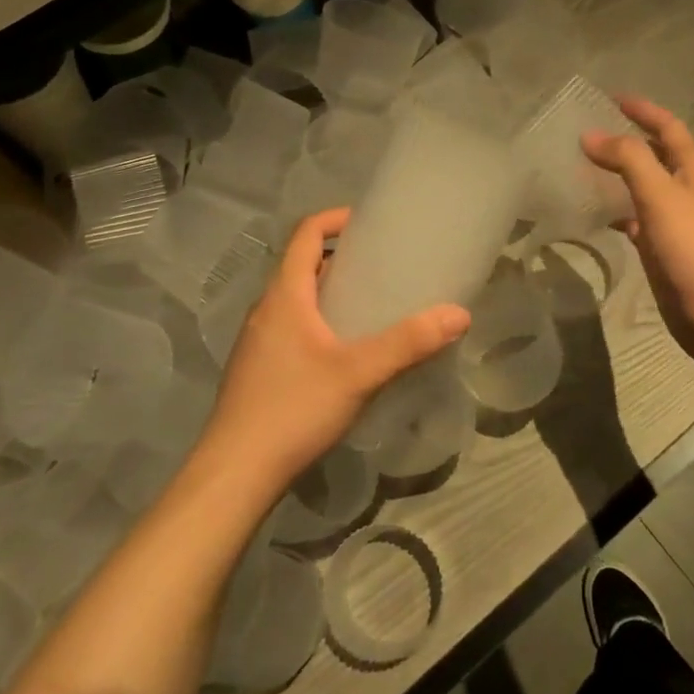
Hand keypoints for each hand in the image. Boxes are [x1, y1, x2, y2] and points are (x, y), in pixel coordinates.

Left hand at [200, 207, 469, 496]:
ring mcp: (257, 341)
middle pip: (302, 265)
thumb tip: (459, 313)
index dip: (335, 218)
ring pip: (296, 299)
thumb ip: (409, 343)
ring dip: (329, 291)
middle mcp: (265, 310)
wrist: (234, 474)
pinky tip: (343, 352)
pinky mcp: (257, 369)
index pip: (306, 234)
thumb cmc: (293, 409)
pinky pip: (290, 327)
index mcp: (284, 295)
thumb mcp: (359, 373)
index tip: (369, 222)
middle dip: (341, 257)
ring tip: (370, 305)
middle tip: (383, 266)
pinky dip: (318, 321)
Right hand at [582, 99, 693, 371]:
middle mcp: (686, 189)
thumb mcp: (660, 195)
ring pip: (644, 186)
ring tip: (583, 167)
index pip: (668, 127)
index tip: (610, 97)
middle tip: (589, 131)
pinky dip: (617, 210)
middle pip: (655, 154)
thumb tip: (590, 134)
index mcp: (693, 169)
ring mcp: (676, 220)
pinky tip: (596, 214)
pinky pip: (636, 218)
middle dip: (627, 140)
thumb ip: (627, 160)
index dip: (643, 110)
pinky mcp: (664, 248)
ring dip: (619, 174)